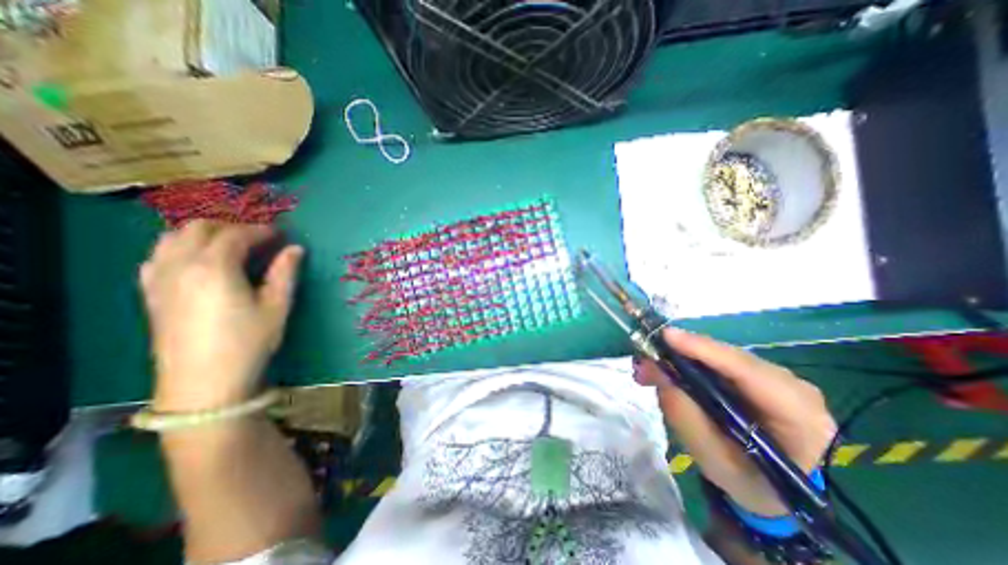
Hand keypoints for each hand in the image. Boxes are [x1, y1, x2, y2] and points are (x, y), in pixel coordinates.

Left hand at [138, 218, 301, 410]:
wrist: (203, 382)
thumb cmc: (248, 342)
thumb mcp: (277, 306)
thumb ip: (285, 273)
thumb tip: (295, 249)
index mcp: (214, 268)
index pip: (236, 235)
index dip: (261, 231)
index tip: (280, 235)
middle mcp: (180, 265)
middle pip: (199, 229)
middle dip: (232, 228)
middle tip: (258, 240)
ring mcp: (159, 279)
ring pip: (172, 238)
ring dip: (204, 235)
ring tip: (230, 247)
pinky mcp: (150, 293)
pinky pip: (158, 256)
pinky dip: (180, 249)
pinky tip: (199, 263)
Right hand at [637, 329, 836, 519]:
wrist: (775, 491)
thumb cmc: (748, 483)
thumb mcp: (713, 459)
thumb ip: (684, 414)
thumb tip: (654, 370)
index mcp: (799, 416)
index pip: (748, 371)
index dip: (704, 349)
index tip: (665, 336)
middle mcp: (793, 387)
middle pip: (730, 357)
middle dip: (682, 353)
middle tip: (643, 360)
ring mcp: (776, 378)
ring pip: (721, 356)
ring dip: (681, 358)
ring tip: (647, 370)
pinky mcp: (758, 375)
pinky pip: (719, 362)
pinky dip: (690, 363)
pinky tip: (666, 370)